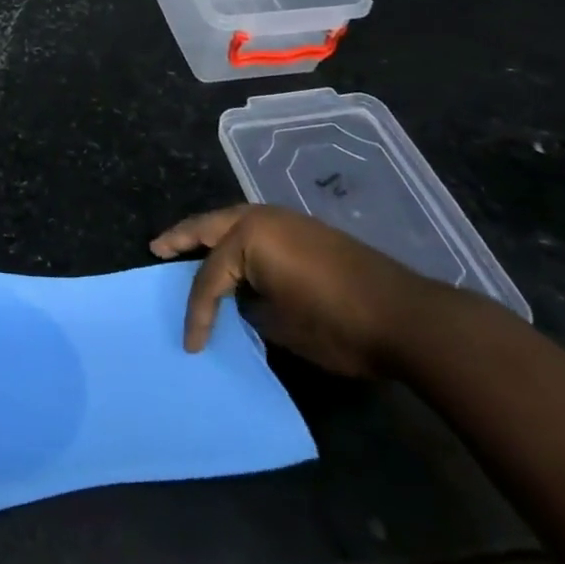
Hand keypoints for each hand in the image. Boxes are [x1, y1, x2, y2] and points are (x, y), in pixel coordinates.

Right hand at [149, 205, 446, 376]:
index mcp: (248, 237)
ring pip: (234, 222)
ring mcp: (288, 221)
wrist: (407, 318)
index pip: (209, 278)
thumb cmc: (336, 324)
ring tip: (188, 247)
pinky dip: (238, 240)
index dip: (196, 313)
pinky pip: (258, 229)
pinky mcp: (309, 232)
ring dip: (210, 235)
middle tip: (158, 248)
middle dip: (182, 238)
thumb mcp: (281, 326)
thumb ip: (250, 309)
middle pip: (209, 227)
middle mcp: (262, 218)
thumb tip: (243, 303)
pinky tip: (236, 256)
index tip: (190, 344)